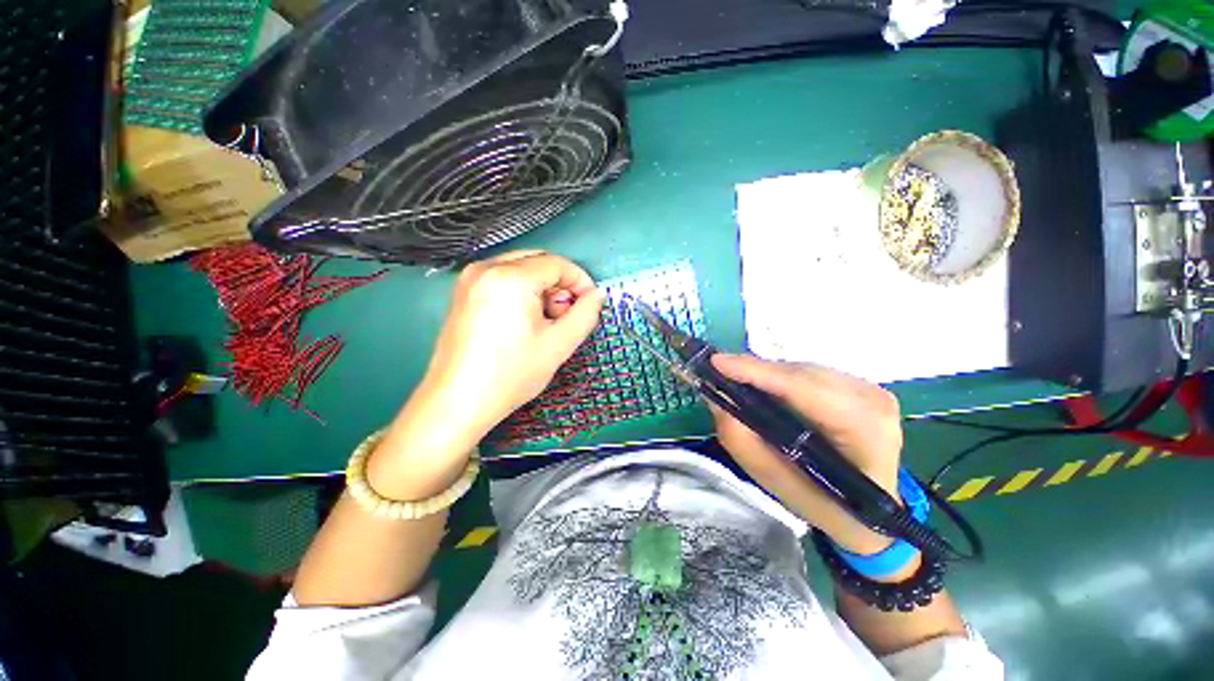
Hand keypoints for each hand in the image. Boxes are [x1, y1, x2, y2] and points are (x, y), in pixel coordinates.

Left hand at [367, 251, 603, 500]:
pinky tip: (524, 320)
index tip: (589, 303)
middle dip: (560, 284)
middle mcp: (486, 268)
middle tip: (566, 314)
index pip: (557, 264)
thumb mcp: (559, 345)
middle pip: (538, 261)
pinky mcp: (463, 292)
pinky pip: (503, 278)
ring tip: (546, 321)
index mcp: (510, 278)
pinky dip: (522, 290)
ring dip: (542, 287)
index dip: (580, 281)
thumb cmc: (511, 375)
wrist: (458, 402)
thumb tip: (596, 296)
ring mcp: (470, 279)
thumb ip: (585, 314)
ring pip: (521, 268)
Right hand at [709, 354, 903, 554]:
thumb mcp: (779, 486)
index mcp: (865, 430)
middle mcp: (872, 399)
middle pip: (800, 374)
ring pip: (802, 369)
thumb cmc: (828, 507)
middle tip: (717, 375)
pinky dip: (779, 379)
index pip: (804, 388)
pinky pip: (808, 373)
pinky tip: (764, 390)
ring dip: (765, 375)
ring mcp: (870, 388)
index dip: (758, 372)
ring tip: (736, 383)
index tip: (716, 362)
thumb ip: (745, 445)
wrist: (875, 515)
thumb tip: (716, 402)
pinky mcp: (860, 385)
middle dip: (756, 372)